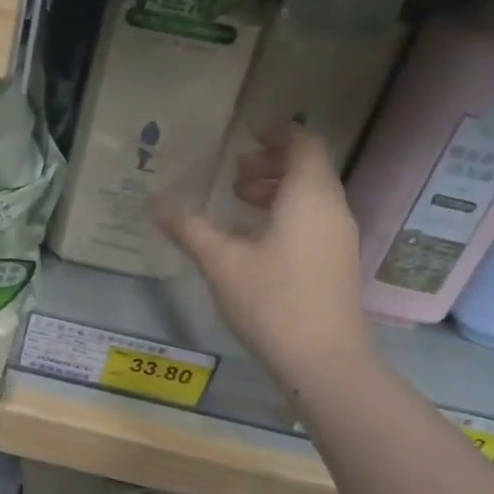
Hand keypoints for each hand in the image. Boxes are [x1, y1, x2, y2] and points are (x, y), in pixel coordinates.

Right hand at [157, 126, 371, 386]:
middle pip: (309, 168)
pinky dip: (285, 214)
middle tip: (233, 172)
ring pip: (311, 196)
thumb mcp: (220, 261)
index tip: (247, 132)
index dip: (278, 131)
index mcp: (309, 197)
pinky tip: (253, 240)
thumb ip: (188, 227)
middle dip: (271, 163)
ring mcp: (339, 239)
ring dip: (276, 190)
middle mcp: (332, 210)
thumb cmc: (272, 301)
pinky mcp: (337, 264)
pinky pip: (313, 221)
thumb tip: (154, 201)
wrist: (324, 362)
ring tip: (237, 201)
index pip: (304, 144)